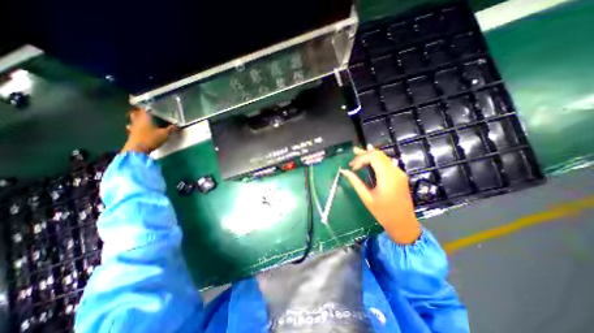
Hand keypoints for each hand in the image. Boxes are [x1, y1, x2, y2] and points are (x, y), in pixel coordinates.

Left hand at [120, 107, 174, 153]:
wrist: (137, 150)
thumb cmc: (151, 139)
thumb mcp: (165, 134)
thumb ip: (171, 129)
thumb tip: (177, 125)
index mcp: (145, 117)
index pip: (144, 107)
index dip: (146, 104)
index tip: (150, 102)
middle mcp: (137, 120)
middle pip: (135, 113)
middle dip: (139, 111)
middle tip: (145, 111)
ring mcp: (133, 127)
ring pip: (133, 120)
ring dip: (137, 119)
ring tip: (143, 120)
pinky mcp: (131, 134)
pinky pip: (133, 127)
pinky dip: (136, 127)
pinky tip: (140, 129)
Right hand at [338, 145, 421, 243]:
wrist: (403, 223)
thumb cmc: (383, 213)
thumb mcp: (366, 198)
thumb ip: (355, 182)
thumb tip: (344, 171)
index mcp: (387, 177)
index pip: (373, 158)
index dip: (361, 159)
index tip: (352, 167)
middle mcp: (395, 172)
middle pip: (379, 155)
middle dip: (365, 153)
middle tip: (353, 152)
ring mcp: (399, 173)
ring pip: (384, 157)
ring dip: (371, 155)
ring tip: (359, 152)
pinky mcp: (400, 176)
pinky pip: (388, 163)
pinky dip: (378, 159)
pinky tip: (372, 157)